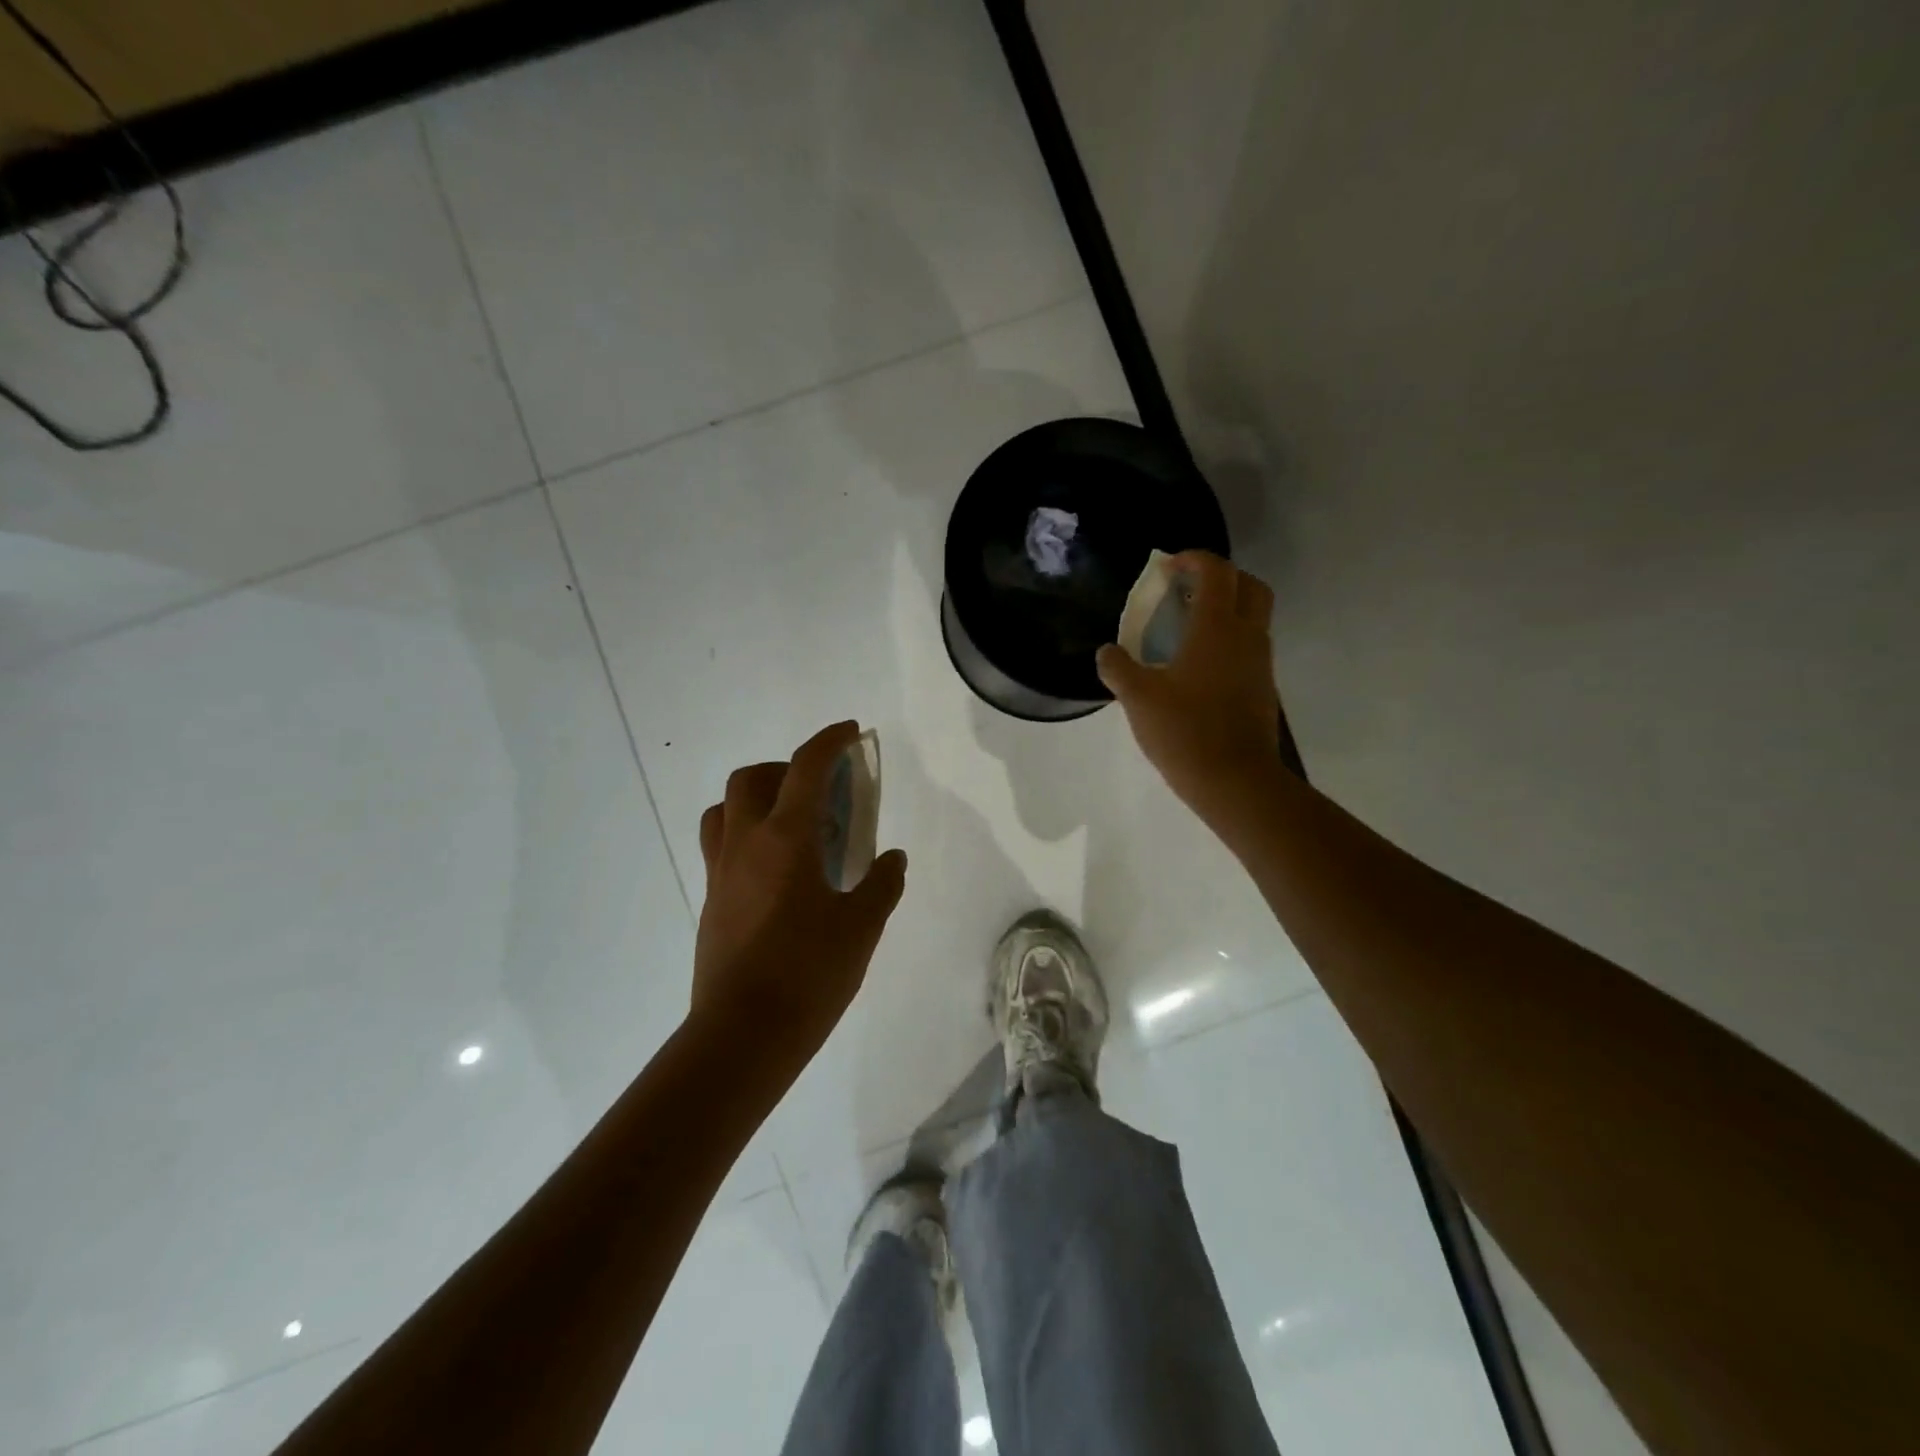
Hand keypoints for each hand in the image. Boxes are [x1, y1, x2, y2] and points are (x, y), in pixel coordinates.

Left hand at [692, 721, 907, 1075]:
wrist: (744, 1035)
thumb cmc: (809, 974)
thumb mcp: (861, 927)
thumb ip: (881, 884)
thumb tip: (892, 859)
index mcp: (785, 839)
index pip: (805, 768)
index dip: (829, 741)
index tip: (849, 732)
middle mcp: (745, 843)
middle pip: (751, 779)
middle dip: (784, 768)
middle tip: (819, 789)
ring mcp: (720, 872)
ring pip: (724, 809)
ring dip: (755, 799)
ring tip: (789, 823)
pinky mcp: (710, 900)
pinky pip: (720, 845)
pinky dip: (746, 834)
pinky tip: (777, 870)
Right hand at [1097, 551, 1284, 833]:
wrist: (1235, 780)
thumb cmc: (1185, 731)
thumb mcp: (1138, 698)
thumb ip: (1118, 669)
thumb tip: (1106, 652)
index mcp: (1217, 628)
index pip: (1217, 572)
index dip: (1194, 560)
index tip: (1168, 565)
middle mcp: (1247, 636)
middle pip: (1249, 586)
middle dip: (1222, 577)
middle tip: (1189, 589)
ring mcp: (1260, 663)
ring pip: (1254, 617)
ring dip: (1227, 609)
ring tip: (1188, 627)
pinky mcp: (1262, 687)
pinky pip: (1250, 646)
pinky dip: (1229, 639)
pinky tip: (1198, 665)